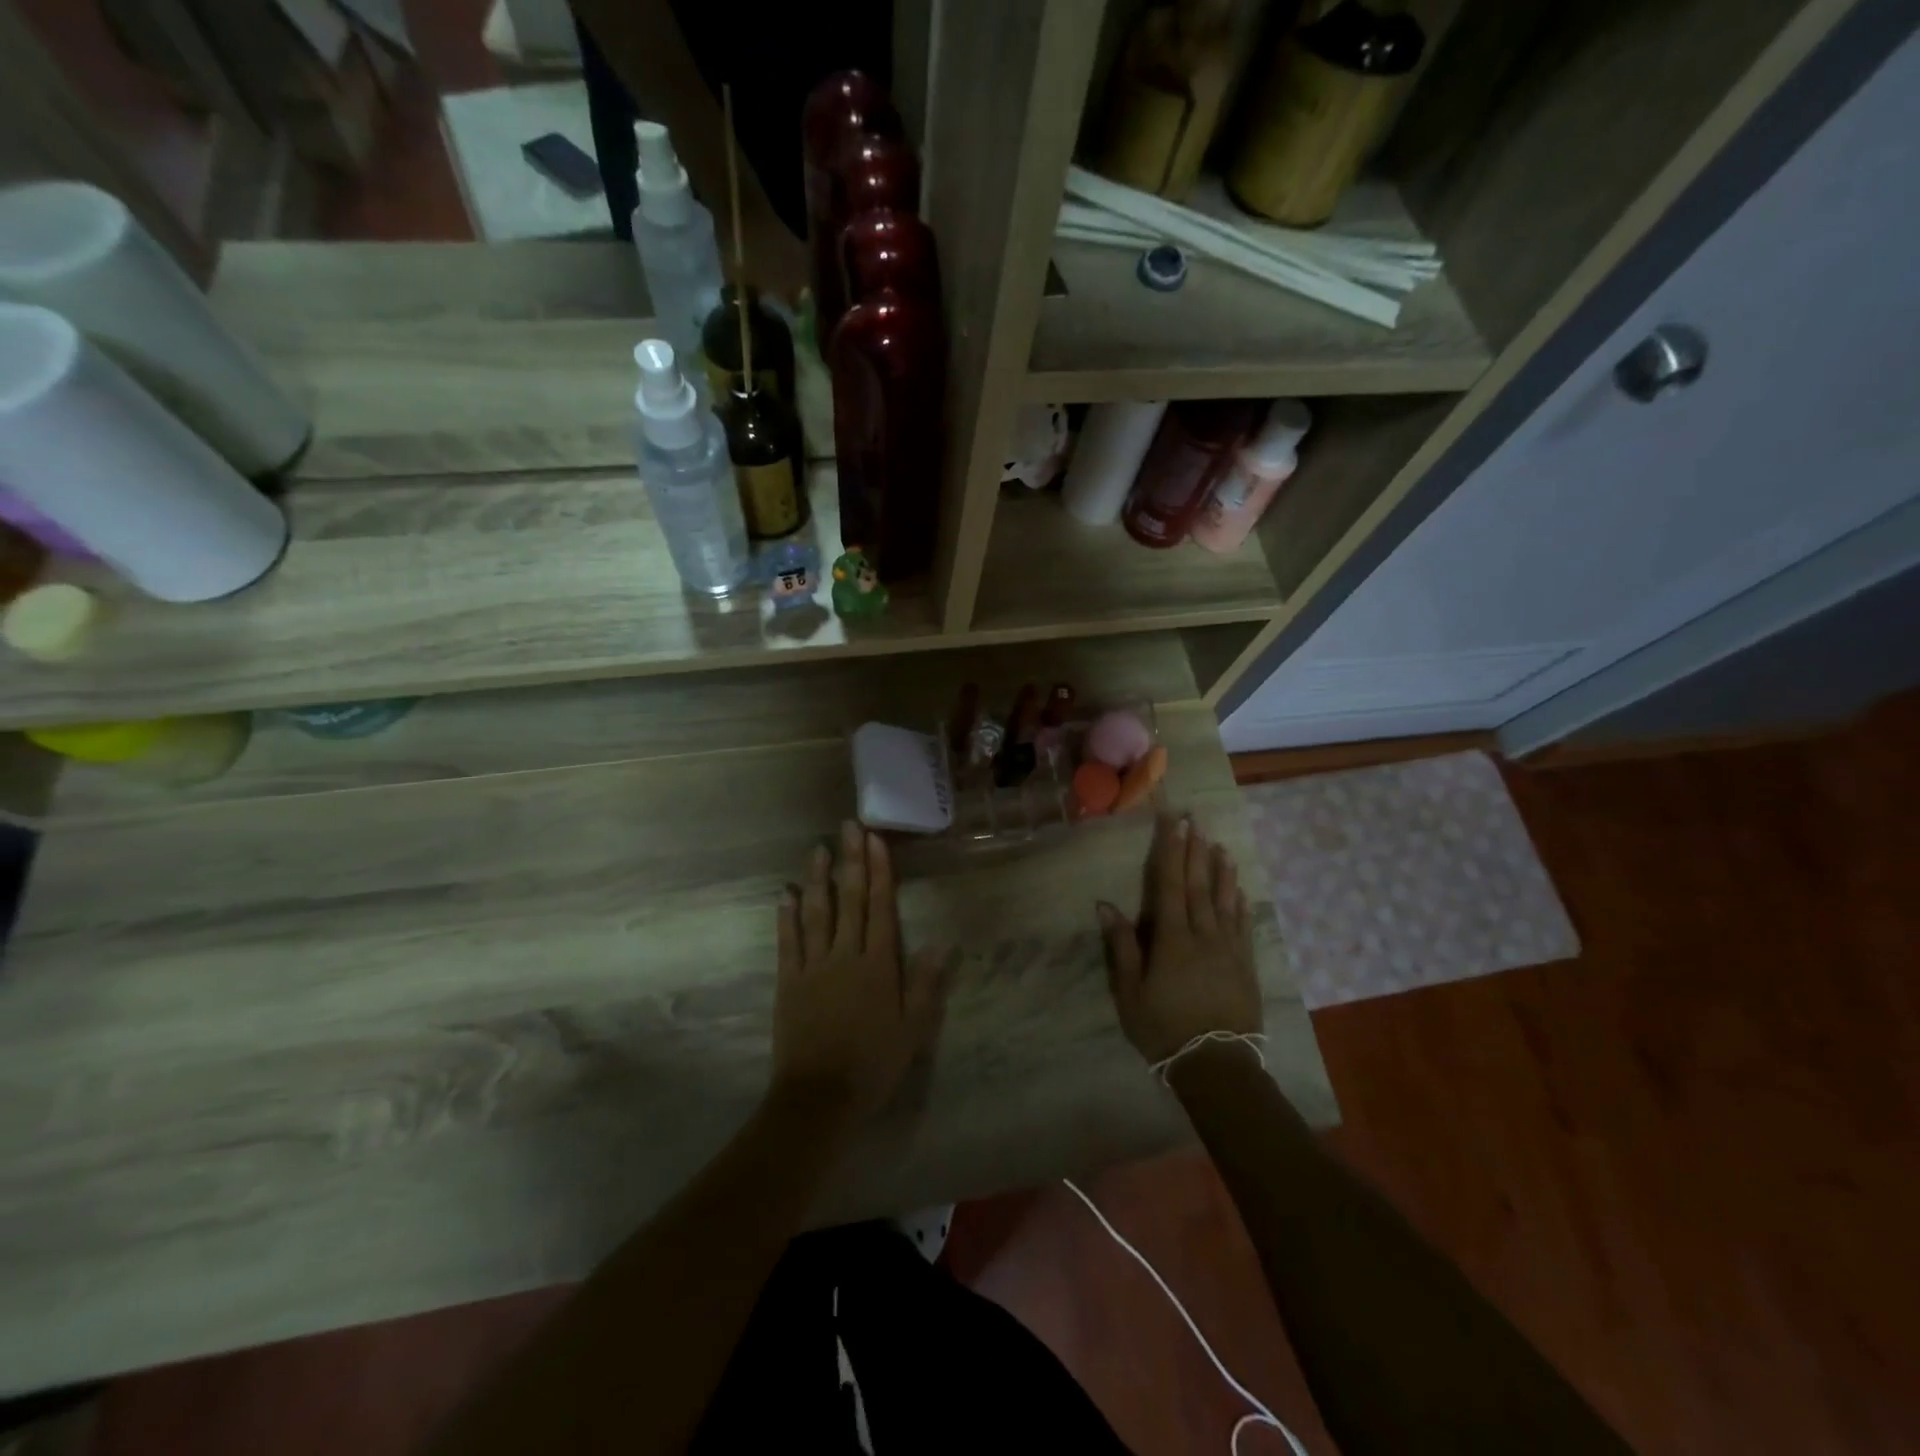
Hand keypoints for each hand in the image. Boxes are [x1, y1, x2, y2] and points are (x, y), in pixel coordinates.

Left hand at [770, 822, 950, 1120]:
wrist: (820, 1097)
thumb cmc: (873, 1063)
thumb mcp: (913, 1029)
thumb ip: (925, 984)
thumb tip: (940, 943)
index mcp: (878, 965)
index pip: (880, 907)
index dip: (878, 871)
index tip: (875, 840)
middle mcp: (845, 955)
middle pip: (849, 900)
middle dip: (851, 860)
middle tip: (848, 826)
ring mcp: (813, 966)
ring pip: (816, 913)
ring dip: (817, 879)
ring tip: (818, 849)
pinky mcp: (788, 981)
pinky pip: (788, 942)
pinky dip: (786, 916)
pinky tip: (786, 894)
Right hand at [1097, 814, 1262, 1065]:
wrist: (1217, 1066)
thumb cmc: (1163, 1028)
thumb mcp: (1130, 992)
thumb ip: (1121, 946)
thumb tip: (1106, 905)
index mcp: (1172, 938)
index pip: (1169, 885)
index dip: (1170, 851)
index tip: (1173, 823)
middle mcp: (1203, 935)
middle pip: (1198, 885)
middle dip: (1194, 851)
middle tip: (1195, 821)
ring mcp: (1228, 949)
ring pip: (1224, 900)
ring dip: (1221, 871)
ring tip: (1219, 845)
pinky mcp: (1246, 965)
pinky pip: (1242, 925)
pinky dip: (1240, 902)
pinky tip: (1240, 888)